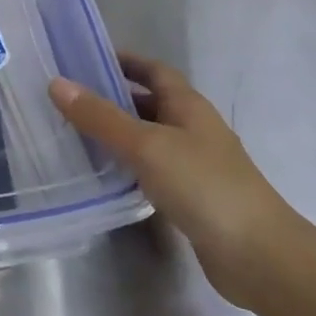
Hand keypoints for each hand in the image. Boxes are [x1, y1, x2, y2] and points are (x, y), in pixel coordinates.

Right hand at [50, 55, 303, 309]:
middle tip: (70, 99)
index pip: (154, 70)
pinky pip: (152, 170)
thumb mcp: (146, 145)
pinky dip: (128, 166)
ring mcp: (195, 165)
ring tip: (75, 134)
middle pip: (151, 103)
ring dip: (119, 134)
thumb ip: (101, 117)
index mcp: (188, 106)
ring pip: (150, 138)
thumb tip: (57, 84)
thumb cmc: (203, 186)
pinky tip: (104, 176)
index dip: (125, 61)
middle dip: (114, 97)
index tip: (86, 59)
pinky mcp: (191, 198)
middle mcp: (194, 129)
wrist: (258, 256)